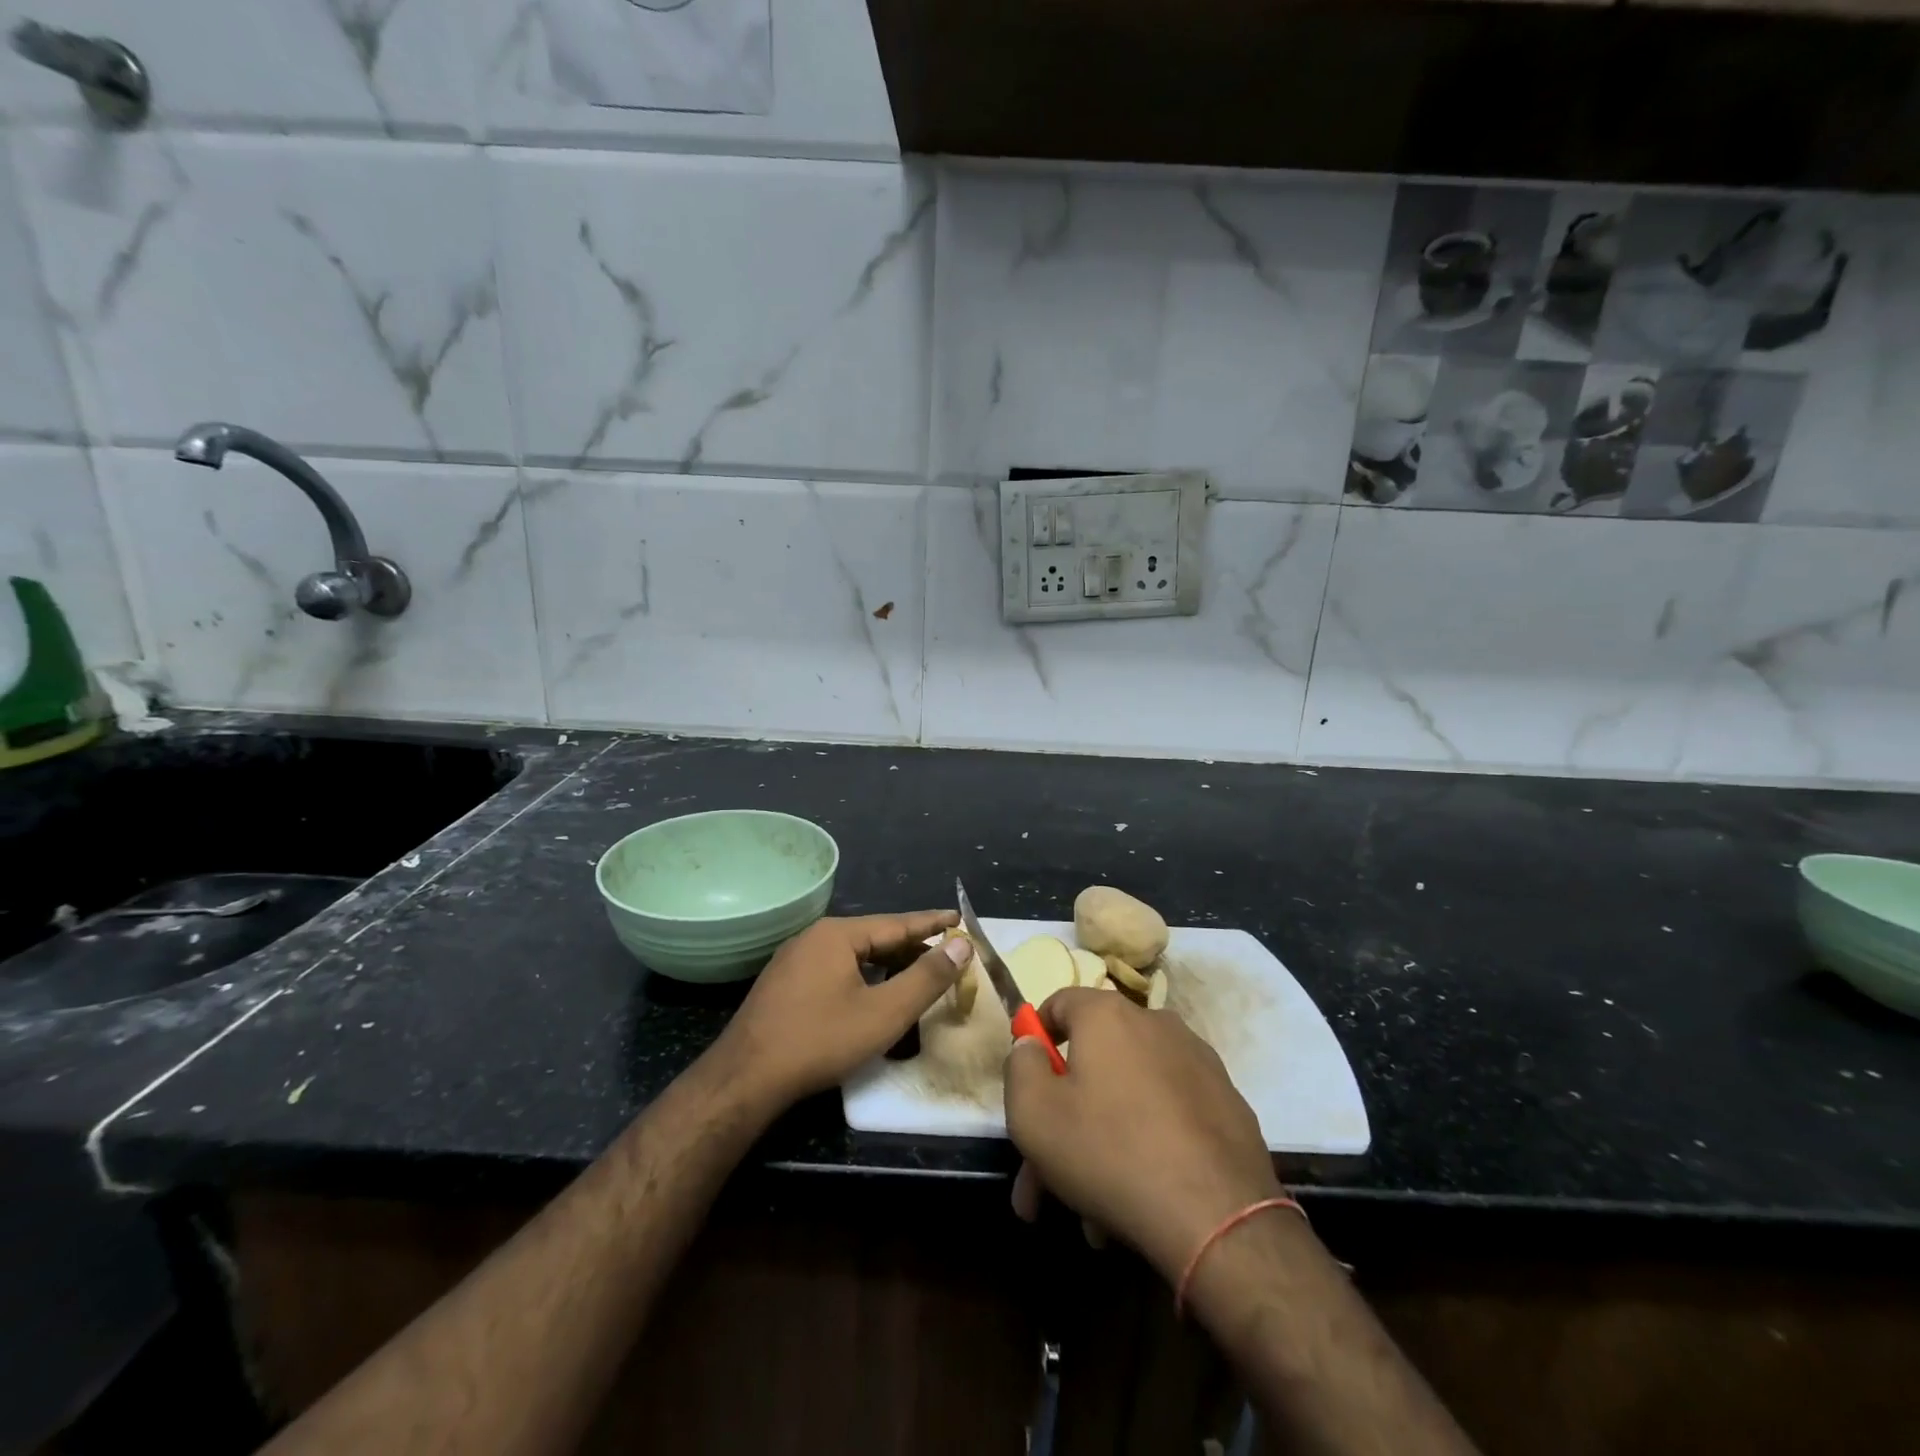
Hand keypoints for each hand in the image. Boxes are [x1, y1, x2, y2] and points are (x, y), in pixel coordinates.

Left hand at [715, 911, 964, 1107]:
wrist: (745, 1079)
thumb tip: (960, 945)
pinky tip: (873, 994)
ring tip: (916, 975)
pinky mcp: (784, 983)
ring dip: (887, 964)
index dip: (933, 923)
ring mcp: (794, 959)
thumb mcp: (884, 1012)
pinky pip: (834, 968)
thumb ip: (926, 977)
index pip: (897, 923)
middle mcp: (814, 937)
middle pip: (875, 937)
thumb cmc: (820, 1040)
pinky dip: (863, 976)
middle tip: (946, 956)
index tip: (961, 919)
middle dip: (912, 947)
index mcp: (838, 934)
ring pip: (853, 954)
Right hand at [1004, 989, 1281, 1279]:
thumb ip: (1020, 1067)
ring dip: (1101, 1140)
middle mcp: (1155, 1023)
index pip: (1059, 1003)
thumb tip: (1031, 1045)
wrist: (1219, 1217)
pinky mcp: (1227, 1103)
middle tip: (1043, 1178)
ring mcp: (1198, 1063)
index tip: (1028, 1084)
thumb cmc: (1110, 1152)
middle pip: (1093, 1061)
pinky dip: (1146, 1144)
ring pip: (1128, 1094)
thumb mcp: (1033, 1114)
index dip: (1035, 1039)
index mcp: (1108, 1015)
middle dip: (1061, 1117)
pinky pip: (1167, 1114)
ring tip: (1090, 1211)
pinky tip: (1135, 1199)